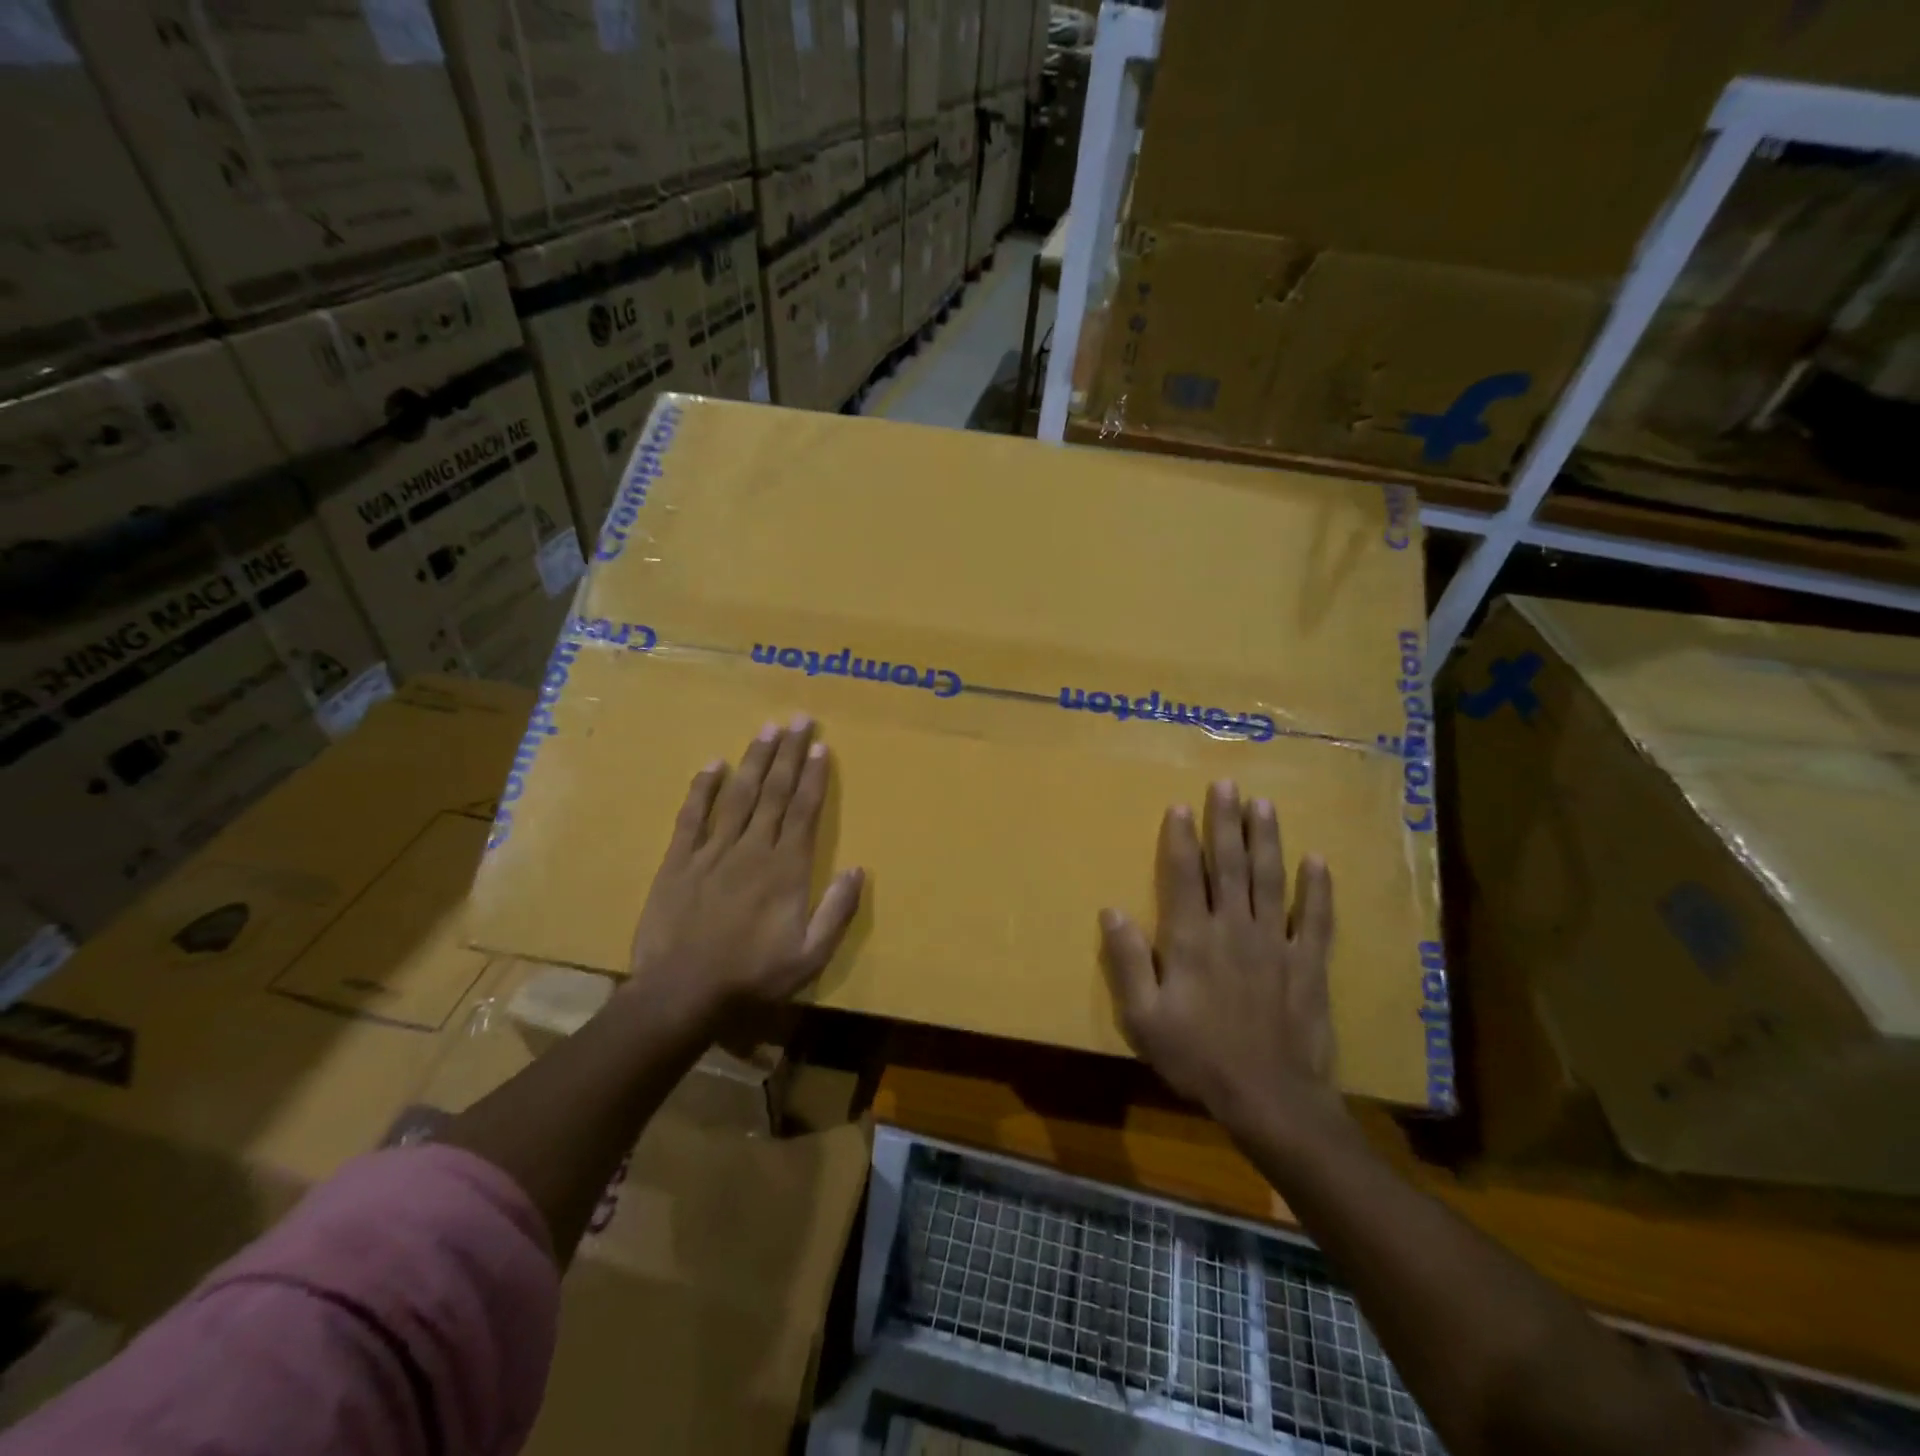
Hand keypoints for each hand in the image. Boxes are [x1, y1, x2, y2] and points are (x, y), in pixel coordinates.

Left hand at [627, 717, 863, 1023]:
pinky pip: (692, 816)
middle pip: (775, 792)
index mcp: (786, 869)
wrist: (681, 994)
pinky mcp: (678, 862)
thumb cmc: (752, 977)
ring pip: (738, 795)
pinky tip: (713, 764)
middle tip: (799, 719)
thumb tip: (858, 869)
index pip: (804, 811)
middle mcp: (752, 849)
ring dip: (754, 760)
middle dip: (789, 754)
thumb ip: (836, 910)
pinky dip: (702, 789)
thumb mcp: (810, 956)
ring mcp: (712, 852)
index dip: (814, 776)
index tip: (821, 746)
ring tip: (767, 729)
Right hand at [1100, 781, 1342, 1134]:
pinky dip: (1317, 889)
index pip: (1183, 875)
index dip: (1180, 839)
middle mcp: (1234, 928)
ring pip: (1269, 880)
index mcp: (1191, 939)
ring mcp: (1276, 943)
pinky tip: (1317, 861)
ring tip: (1264, 805)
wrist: (1270, 1100)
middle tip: (1227, 785)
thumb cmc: (1198, 1058)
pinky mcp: (1308, 964)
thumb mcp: (1144, 1018)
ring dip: (1266, 840)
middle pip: (1228, 865)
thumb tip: (1111, 910)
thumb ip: (1127, 962)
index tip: (1180, 806)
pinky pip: (1315, 919)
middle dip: (1226, 823)